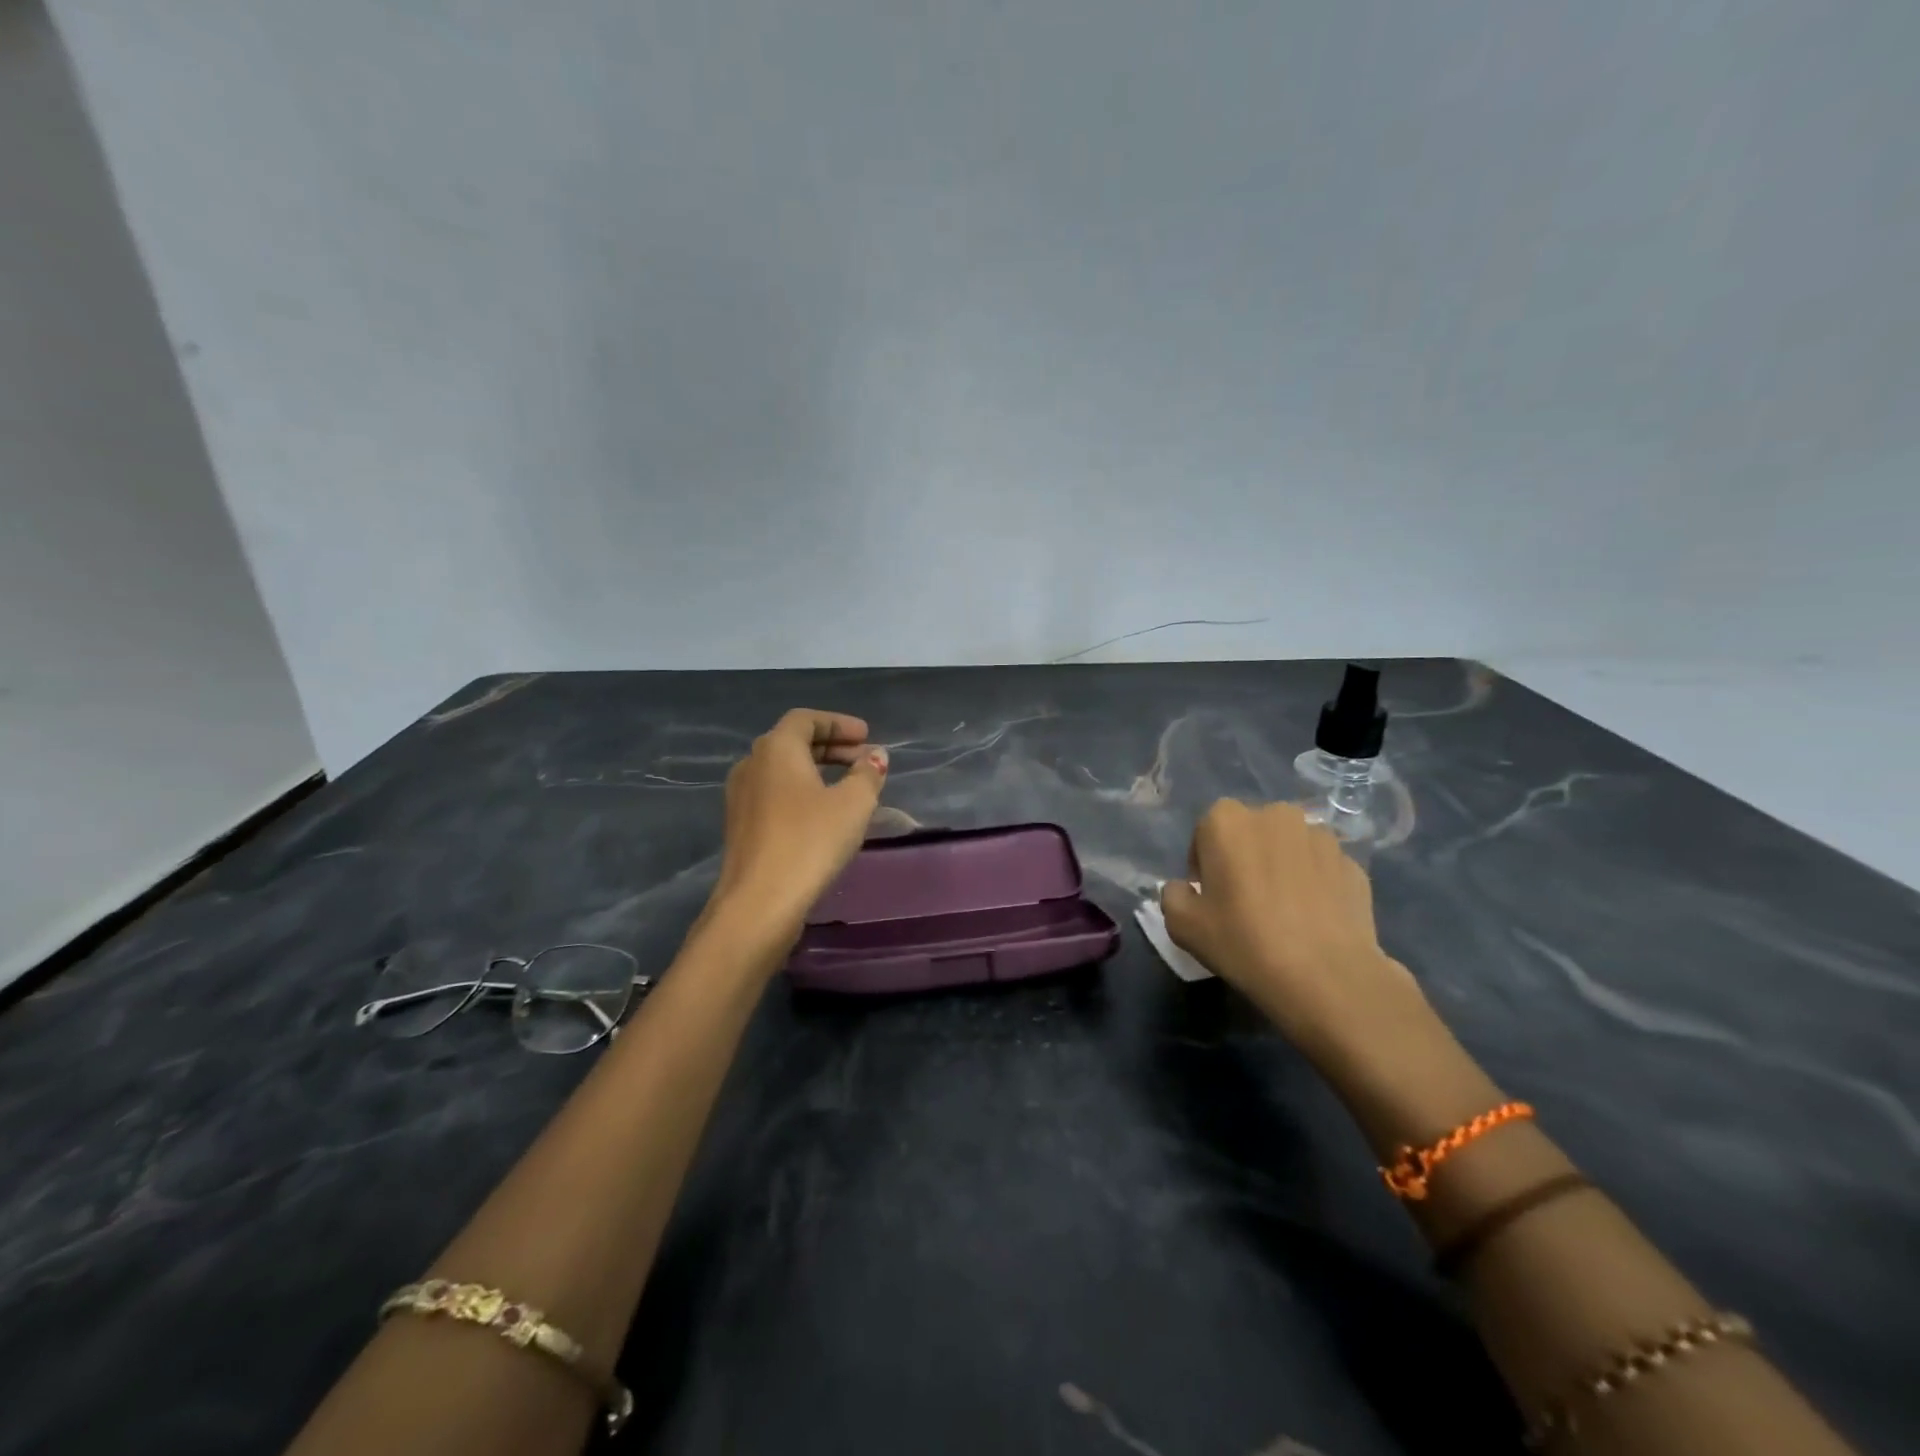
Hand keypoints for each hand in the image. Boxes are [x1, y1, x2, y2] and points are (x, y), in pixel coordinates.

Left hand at [696, 710, 888, 958]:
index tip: (866, 736)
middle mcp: (752, 765)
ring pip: (783, 771)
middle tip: (863, 760)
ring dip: (816, 771)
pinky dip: (801, 792)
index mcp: (776, 749)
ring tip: (848, 787)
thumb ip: (867, 774)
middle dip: (832, 747)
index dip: (839, 723)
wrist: (759, 902)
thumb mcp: (853, 804)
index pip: (806, 719)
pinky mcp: (740, 827)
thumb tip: (875, 756)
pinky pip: (775, 794)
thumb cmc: (810, 841)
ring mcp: (741, 797)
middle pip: (793, 743)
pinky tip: (823, 814)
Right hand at [1160, 800, 1426, 1065]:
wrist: (1326, 977)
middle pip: (1250, 832)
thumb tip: (1186, 888)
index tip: (1210, 895)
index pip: (1206, 830)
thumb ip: (1173, 895)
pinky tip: (1313, 919)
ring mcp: (1321, 837)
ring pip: (1289, 846)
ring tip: (1283, 910)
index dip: (1204, 862)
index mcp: (1227, 821)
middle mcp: (1275, 815)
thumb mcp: (1182, 925)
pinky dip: (1315, 884)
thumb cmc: (1243, 942)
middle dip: (1245, 856)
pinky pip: (1322, 868)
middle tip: (1244, 900)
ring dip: (1282, 866)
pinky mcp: (1353, 864)